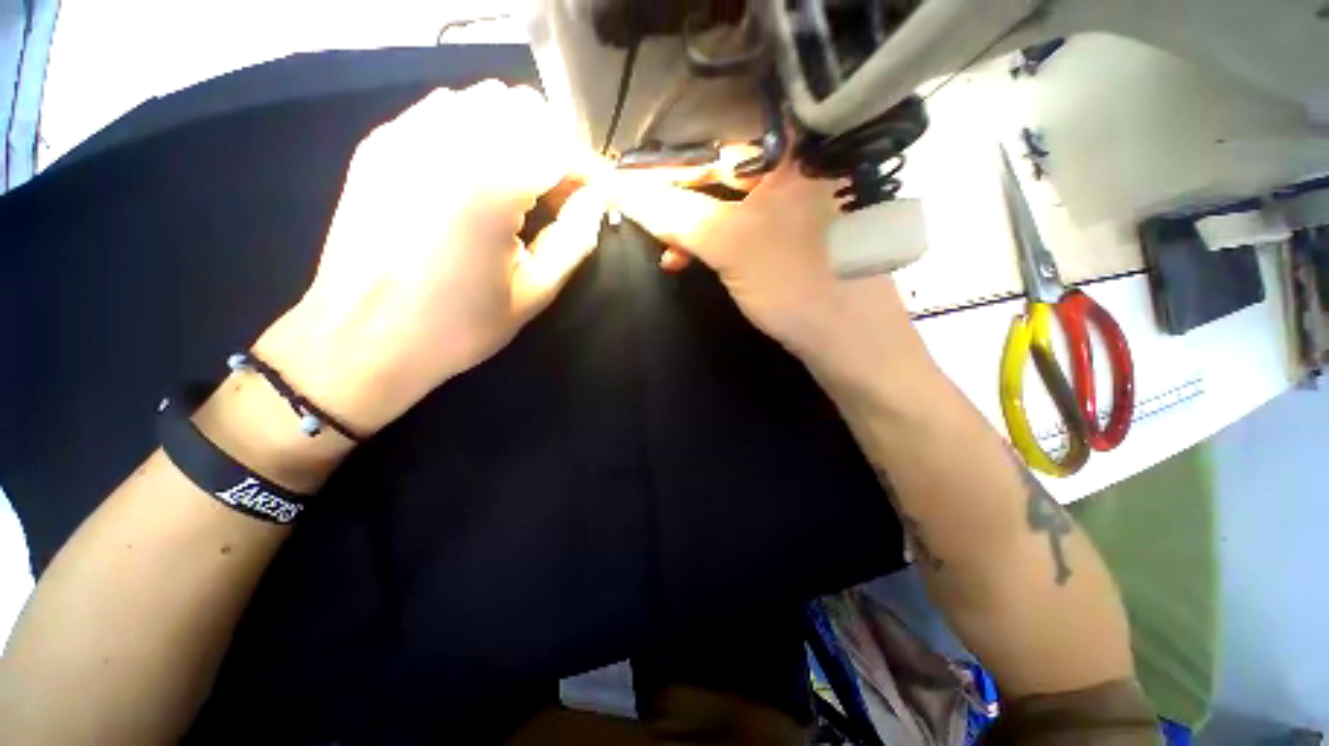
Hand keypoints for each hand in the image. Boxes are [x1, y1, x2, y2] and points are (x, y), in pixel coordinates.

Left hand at [254, 81, 606, 434]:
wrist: (362, 339)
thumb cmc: (457, 326)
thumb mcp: (534, 293)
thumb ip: (575, 239)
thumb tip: (596, 201)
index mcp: (489, 187)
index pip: (559, 144)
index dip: (589, 168)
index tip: (600, 197)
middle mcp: (445, 142)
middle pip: (524, 107)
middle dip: (556, 146)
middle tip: (562, 194)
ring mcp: (405, 136)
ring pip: (484, 99)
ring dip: (518, 135)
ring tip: (523, 186)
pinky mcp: (380, 144)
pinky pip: (444, 111)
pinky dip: (478, 132)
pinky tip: (477, 178)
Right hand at [613, 162, 919, 386]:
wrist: (850, 342)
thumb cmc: (797, 283)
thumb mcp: (732, 245)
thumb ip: (677, 216)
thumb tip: (623, 189)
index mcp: (799, 152)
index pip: (724, 135)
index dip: (676, 157)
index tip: (639, 178)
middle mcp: (803, 170)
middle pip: (726, 172)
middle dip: (682, 201)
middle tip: (650, 220)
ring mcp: (801, 206)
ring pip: (733, 205)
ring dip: (695, 228)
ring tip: (668, 251)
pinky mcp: (795, 239)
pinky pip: (745, 230)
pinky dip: (717, 245)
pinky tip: (693, 261)